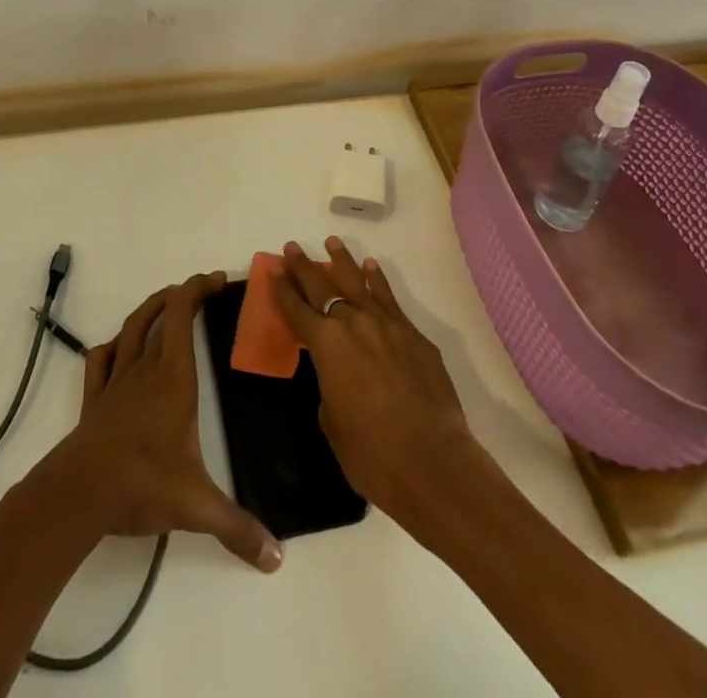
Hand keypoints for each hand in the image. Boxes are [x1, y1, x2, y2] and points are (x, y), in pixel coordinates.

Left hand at [30, 272, 281, 572]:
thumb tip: (277, 558)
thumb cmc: (142, 484)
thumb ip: (238, 529)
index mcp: (174, 377)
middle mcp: (145, 368)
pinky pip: (101, 359)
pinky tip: (119, 349)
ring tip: (166, 302)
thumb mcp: (197, 507)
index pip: (183, 314)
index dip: (199, 288)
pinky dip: (113, 345)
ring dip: (150, 308)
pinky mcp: (94, 399)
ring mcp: (116, 381)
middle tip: (202, 291)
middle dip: (183, 295)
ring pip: (132, 328)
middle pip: (162, 314)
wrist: (79, 493)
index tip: (218, 280)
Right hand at [273, 237, 477, 522]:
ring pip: (358, 283)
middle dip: (305, 267)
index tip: (273, 270)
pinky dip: (378, 281)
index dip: (283, 289)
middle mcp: (353, 323)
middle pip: (323, 287)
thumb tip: (339, 372)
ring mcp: (387, 325)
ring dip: (342, 262)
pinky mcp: (414, 335)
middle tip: (293, 248)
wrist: (433, 462)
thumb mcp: (332, 422)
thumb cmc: (372, 454)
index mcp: (326, 345)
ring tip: (332, 243)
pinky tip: (371, 268)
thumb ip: (329, 386)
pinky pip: (389, 299)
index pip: (297, 309)